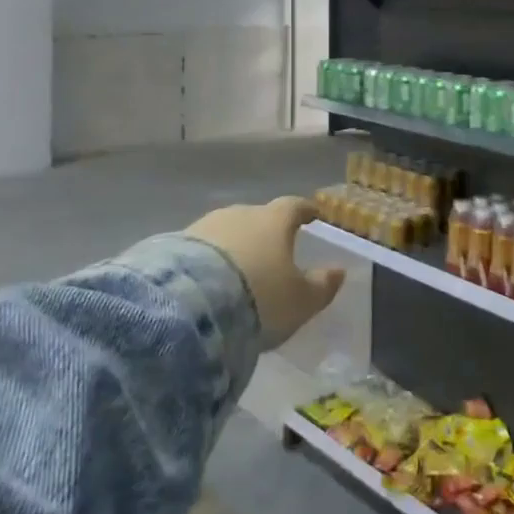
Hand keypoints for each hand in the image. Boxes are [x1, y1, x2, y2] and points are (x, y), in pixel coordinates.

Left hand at [186, 198, 344, 348]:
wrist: (190, 307)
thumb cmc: (259, 298)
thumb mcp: (301, 300)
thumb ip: (323, 285)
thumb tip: (339, 271)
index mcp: (274, 220)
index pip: (294, 206)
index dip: (304, 211)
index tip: (312, 215)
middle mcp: (240, 214)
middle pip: (258, 217)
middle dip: (266, 231)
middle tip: (272, 251)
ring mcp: (205, 226)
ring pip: (227, 231)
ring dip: (235, 246)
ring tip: (237, 272)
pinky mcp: (174, 244)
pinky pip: (201, 249)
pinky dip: (209, 260)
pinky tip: (209, 281)